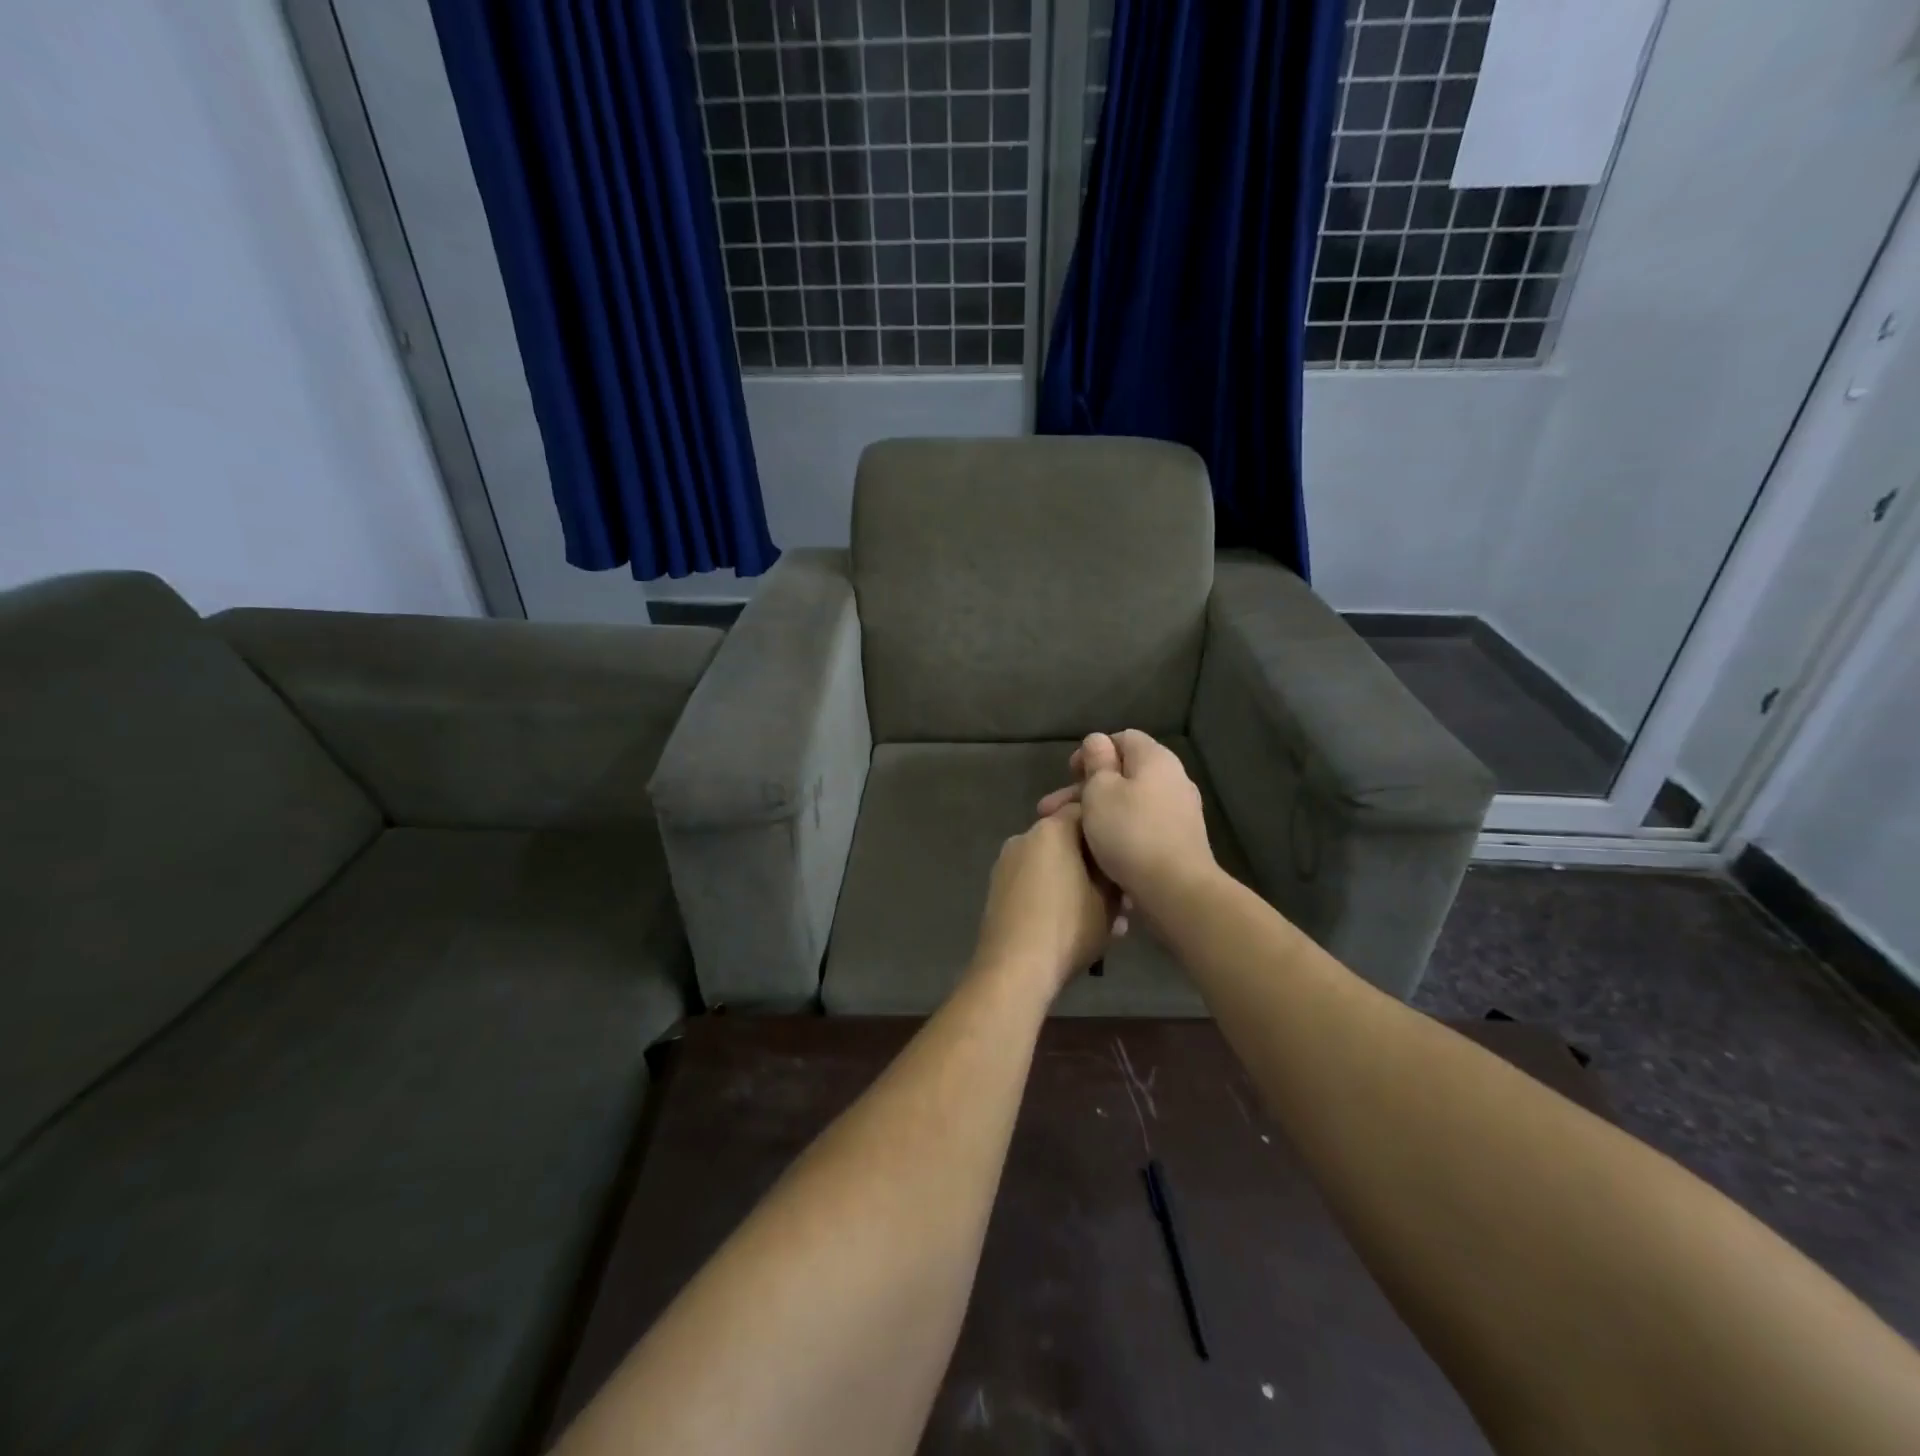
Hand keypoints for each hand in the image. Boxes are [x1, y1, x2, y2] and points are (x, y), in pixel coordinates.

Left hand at [970, 805, 1119, 1000]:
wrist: (1014, 968)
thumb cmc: (1068, 927)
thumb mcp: (1108, 902)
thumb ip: (1114, 874)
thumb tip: (1117, 866)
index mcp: (1051, 830)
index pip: (1085, 811)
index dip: (1109, 831)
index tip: (1127, 854)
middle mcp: (1024, 838)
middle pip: (1068, 841)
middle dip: (1095, 867)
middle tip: (1122, 899)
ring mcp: (1006, 864)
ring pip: (1052, 866)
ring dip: (1078, 886)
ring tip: (1106, 922)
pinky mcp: (997, 890)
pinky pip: (1035, 884)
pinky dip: (1055, 897)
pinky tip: (1076, 928)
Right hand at [1036, 730, 1215, 915]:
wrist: (1176, 889)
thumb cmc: (1130, 832)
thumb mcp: (1100, 790)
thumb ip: (1097, 762)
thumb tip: (1098, 741)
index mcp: (1155, 759)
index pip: (1122, 738)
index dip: (1092, 751)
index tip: (1069, 774)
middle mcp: (1173, 779)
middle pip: (1123, 773)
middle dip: (1084, 789)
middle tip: (1050, 811)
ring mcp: (1179, 811)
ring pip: (1129, 802)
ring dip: (1097, 813)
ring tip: (1066, 834)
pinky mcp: (1179, 841)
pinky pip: (1141, 825)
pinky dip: (1118, 831)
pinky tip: (1097, 850)